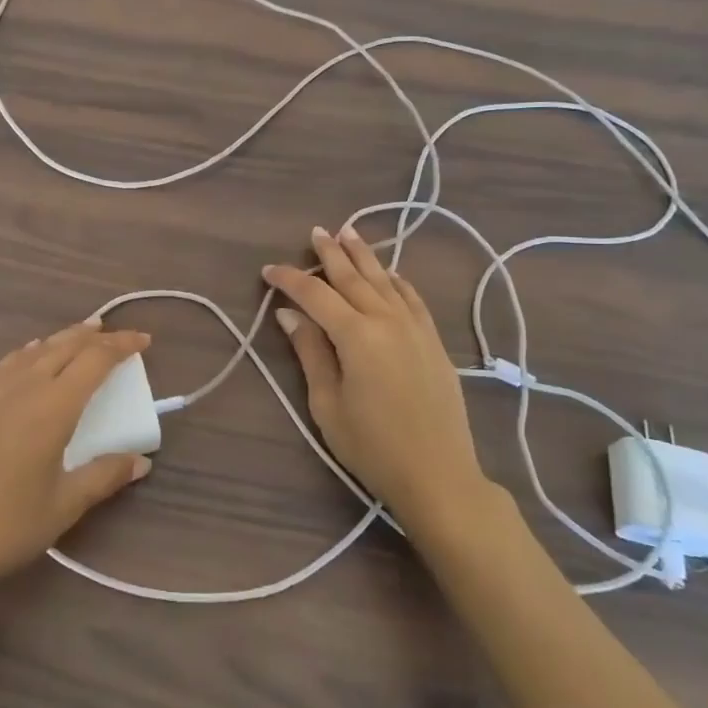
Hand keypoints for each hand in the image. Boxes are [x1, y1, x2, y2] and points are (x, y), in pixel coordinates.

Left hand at [0, 320, 152, 605]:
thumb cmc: (1, 527)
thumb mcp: (62, 507)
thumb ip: (103, 477)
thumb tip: (141, 462)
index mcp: (51, 408)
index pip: (95, 360)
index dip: (122, 346)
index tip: (145, 341)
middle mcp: (23, 388)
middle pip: (65, 346)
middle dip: (96, 336)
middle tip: (119, 336)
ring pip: (35, 350)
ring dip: (63, 338)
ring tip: (82, 333)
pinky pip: (9, 362)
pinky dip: (31, 351)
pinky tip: (31, 356)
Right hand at [265, 226, 490, 540]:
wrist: (439, 475)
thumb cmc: (372, 447)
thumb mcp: (327, 404)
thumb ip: (310, 352)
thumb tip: (288, 314)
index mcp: (356, 336)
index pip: (315, 295)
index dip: (290, 280)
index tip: (268, 271)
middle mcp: (387, 320)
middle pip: (353, 277)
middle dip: (330, 253)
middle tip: (315, 232)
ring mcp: (415, 328)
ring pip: (385, 280)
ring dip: (364, 255)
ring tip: (348, 232)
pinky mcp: (433, 341)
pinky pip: (413, 298)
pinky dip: (397, 280)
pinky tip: (390, 272)